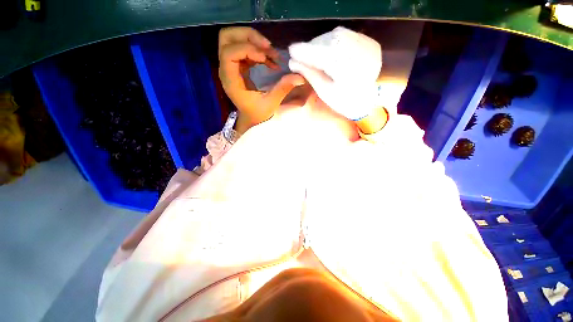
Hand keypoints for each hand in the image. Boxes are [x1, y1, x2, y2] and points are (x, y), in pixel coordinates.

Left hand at [218, 27, 305, 133]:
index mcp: (231, 81)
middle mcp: (226, 70)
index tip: (265, 57)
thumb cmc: (257, 114)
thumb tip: (299, 77)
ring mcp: (231, 66)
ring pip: (234, 39)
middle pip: (227, 37)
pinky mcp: (237, 66)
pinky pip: (243, 47)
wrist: (250, 118)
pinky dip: (256, 49)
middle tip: (267, 47)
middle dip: (248, 36)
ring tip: (271, 53)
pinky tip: (268, 60)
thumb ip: (282, 89)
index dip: (247, 49)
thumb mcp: (270, 104)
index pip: (229, 53)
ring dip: (253, 40)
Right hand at [288, 27, 381, 120]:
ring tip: (313, 53)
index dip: (305, 52)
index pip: (321, 55)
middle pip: (328, 42)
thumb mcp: (325, 92)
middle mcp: (359, 54)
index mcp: (347, 72)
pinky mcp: (369, 42)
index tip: (291, 51)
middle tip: (301, 54)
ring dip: (321, 42)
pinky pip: (346, 35)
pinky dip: (333, 40)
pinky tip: (327, 49)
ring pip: (336, 36)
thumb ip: (310, 75)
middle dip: (312, 47)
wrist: (369, 99)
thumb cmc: (344, 101)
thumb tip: (293, 63)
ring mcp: (366, 46)